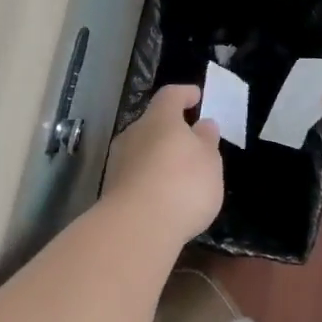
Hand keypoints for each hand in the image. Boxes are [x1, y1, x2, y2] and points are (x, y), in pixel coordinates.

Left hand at [102, 84, 224, 240]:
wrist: (137, 227)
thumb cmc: (182, 184)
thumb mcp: (209, 161)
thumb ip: (207, 141)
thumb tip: (203, 125)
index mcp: (160, 118)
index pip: (171, 95)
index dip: (185, 94)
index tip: (197, 96)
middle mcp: (134, 133)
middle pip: (153, 123)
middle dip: (171, 130)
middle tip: (191, 142)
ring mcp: (119, 160)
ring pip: (142, 149)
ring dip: (159, 156)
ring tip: (179, 174)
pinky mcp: (112, 188)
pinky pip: (136, 174)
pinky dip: (150, 178)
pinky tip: (163, 195)